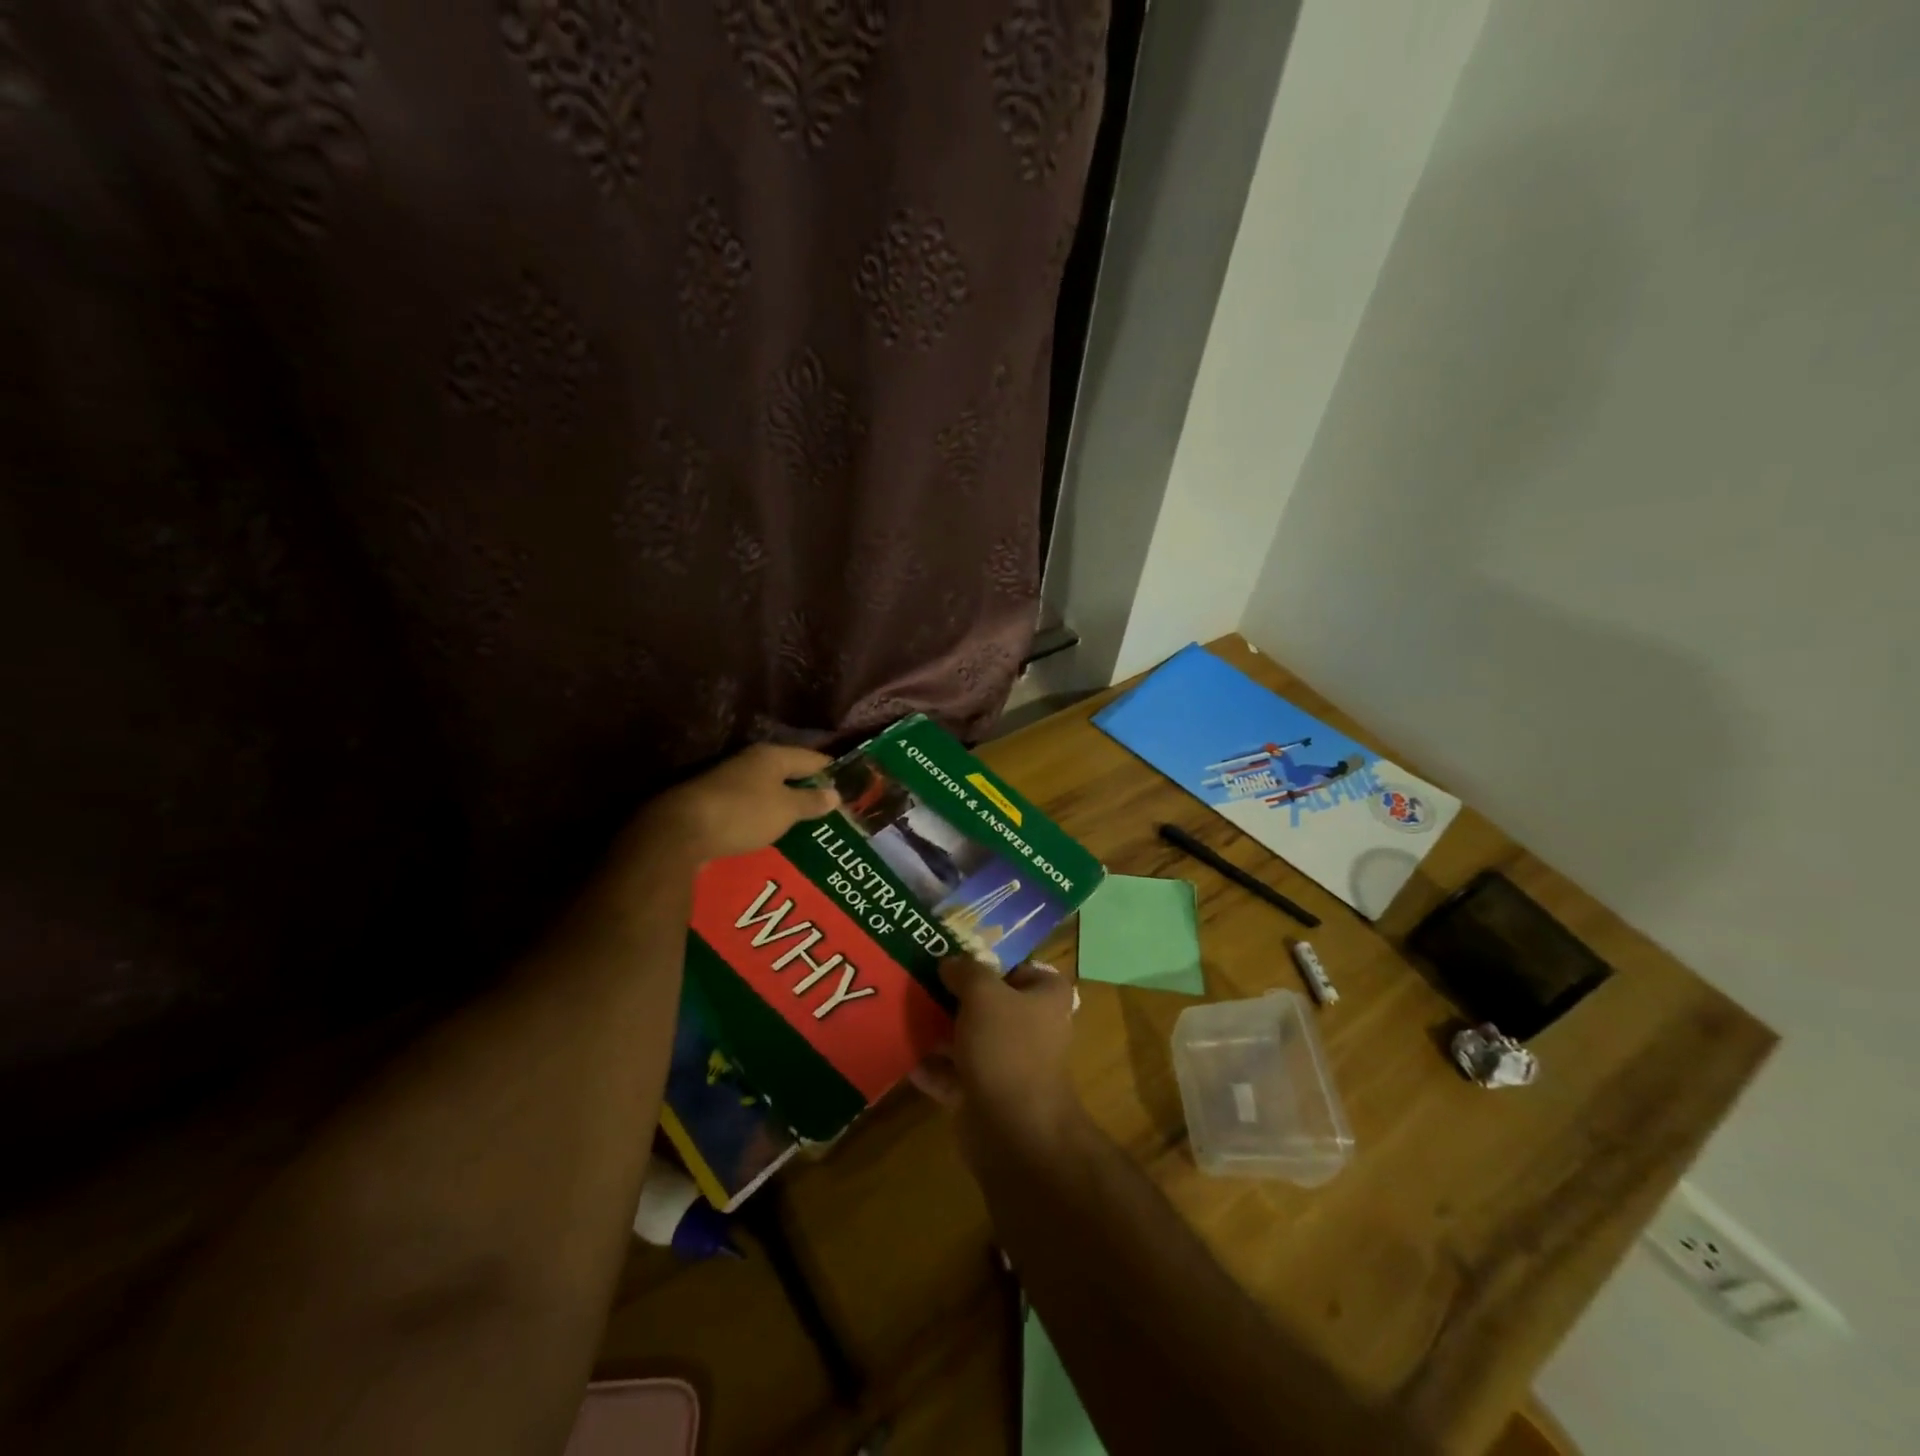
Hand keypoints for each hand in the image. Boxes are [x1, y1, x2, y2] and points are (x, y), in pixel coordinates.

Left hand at [626, 744, 839, 868]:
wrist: (681, 832)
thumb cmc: (743, 813)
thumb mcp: (785, 809)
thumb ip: (811, 801)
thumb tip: (835, 793)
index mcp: (772, 755)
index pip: (813, 758)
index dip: (833, 771)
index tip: (853, 786)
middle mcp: (751, 763)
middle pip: (790, 773)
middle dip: (811, 790)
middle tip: (835, 809)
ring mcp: (731, 783)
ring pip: (769, 792)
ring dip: (788, 805)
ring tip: (810, 825)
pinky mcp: (716, 805)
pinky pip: (752, 809)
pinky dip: (767, 819)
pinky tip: (777, 834)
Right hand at [912, 957, 1086, 1163]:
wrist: (1014, 1130)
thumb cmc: (1007, 1047)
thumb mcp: (983, 993)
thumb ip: (966, 971)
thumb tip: (950, 962)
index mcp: (1046, 999)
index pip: (1025, 970)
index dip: (995, 963)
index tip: (960, 960)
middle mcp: (1032, 1029)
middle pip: (991, 1004)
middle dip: (957, 996)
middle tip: (921, 982)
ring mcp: (1008, 1065)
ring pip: (970, 1039)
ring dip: (940, 1031)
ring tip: (904, 1013)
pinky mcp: (985, 1096)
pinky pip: (954, 1075)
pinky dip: (932, 1068)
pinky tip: (904, 1056)